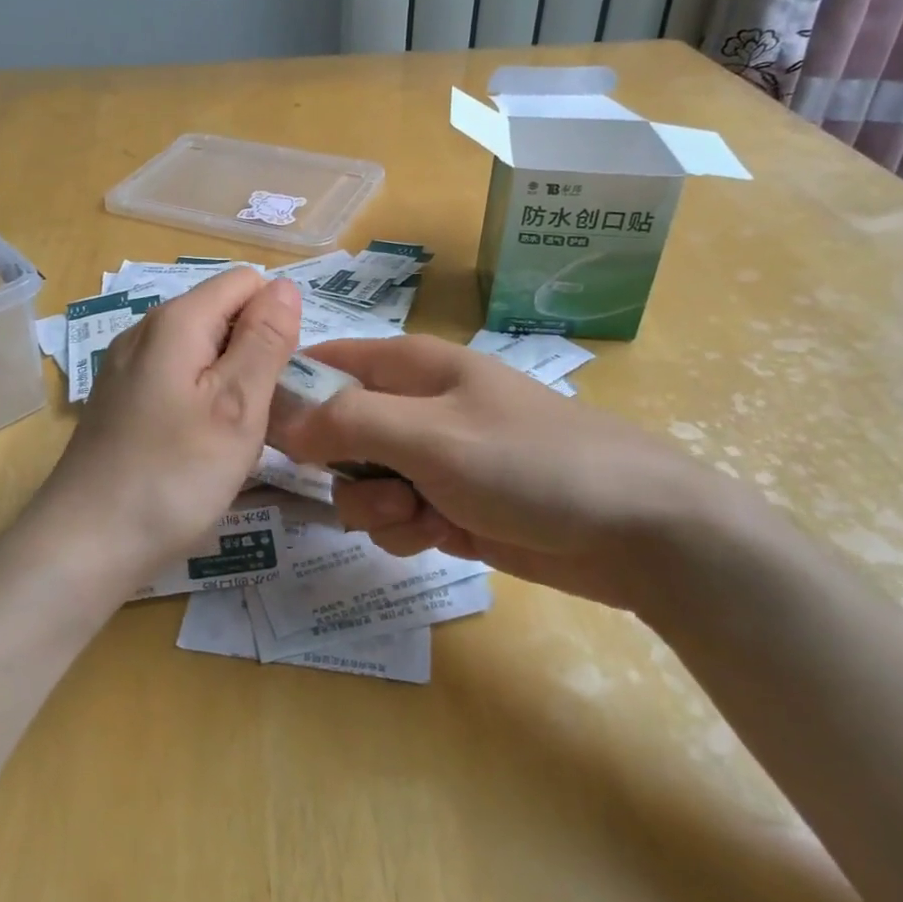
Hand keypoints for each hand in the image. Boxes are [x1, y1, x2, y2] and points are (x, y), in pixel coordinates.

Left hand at [36, 269, 301, 593]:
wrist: (84, 545)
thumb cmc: (172, 477)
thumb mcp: (237, 406)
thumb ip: (265, 340)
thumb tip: (285, 285)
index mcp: (176, 321)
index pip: (246, 282)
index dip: (275, 319)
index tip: (278, 377)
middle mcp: (146, 330)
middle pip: (222, 314)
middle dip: (253, 354)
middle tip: (258, 417)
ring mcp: (127, 366)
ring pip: (202, 351)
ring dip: (229, 383)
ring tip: (231, 439)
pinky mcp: (120, 399)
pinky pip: (177, 379)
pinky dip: (201, 402)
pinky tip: (197, 448)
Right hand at [272, 334, 746, 612]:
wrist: (635, 530)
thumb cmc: (531, 462)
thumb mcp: (430, 435)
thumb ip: (348, 423)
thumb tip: (281, 419)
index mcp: (412, 367)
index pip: (329, 363)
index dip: (293, 392)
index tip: (267, 435)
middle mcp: (417, 408)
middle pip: (337, 431)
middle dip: (343, 468)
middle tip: (375, 484)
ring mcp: (434, 459)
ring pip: (363, 481)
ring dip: (376, 507)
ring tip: (421, 517)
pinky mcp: (449, 505)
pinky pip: (396, 516)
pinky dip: (406, 532)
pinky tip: (439, 538)